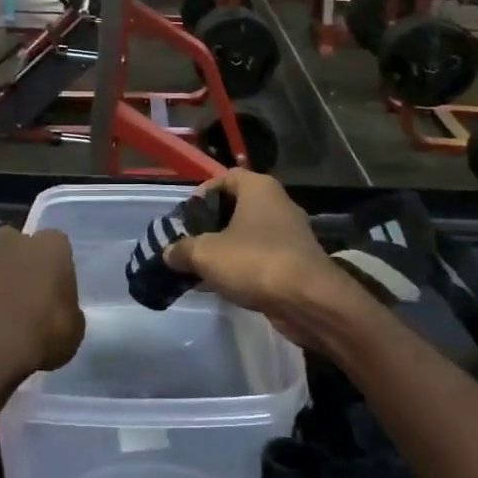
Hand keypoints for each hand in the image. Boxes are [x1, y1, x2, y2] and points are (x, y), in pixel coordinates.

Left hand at [0, 227, 84, 390]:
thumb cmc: (46, 331)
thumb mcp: (74, 327)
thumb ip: (67, 310)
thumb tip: (61, 313)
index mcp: (50, 246)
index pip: (57, 242)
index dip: (57, 263)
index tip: (57, 284)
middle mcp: (16, 244)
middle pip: (17, 240)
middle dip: (20, 256)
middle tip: (28, 286)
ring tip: (3, 299)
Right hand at [163, 172, 354, 348]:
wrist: (308, 300)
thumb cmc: (254, 262)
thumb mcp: (206, 254)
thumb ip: (182, 250)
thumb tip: (169, 253)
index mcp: (259, 188)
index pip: (225, 177)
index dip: (202, 194)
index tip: (185, 217)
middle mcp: (277, 203)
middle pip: (236, 206)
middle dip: (210, 225)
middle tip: (188, 243)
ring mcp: (289, 233)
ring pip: (248, 234)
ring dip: (225, 249)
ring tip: (200, 267)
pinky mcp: (295, 261)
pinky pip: (260, 257)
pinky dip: (242, 266)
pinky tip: (223, 285)